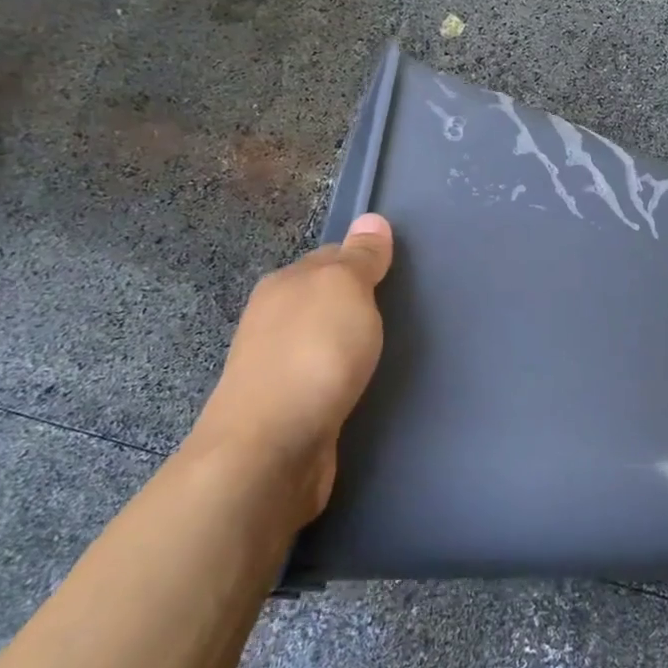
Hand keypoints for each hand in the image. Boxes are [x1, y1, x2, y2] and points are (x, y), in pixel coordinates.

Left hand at [190, 214, 393, 524]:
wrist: (270, 449)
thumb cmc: (314, 355)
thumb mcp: (345, 290)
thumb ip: (361, 257)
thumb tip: (372, 219)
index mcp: (284, 283)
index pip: (330, 256)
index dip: (362, 259)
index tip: (395, 271)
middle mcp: (272, 319)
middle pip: (321, 297)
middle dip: (353, 300)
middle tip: (397, 309)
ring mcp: (273, 365)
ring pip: (318, 338)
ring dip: (344, 340)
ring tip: (381, 348)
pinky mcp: (284, 407)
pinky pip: (318, 375)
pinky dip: (337, 374)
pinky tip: (354, 383)